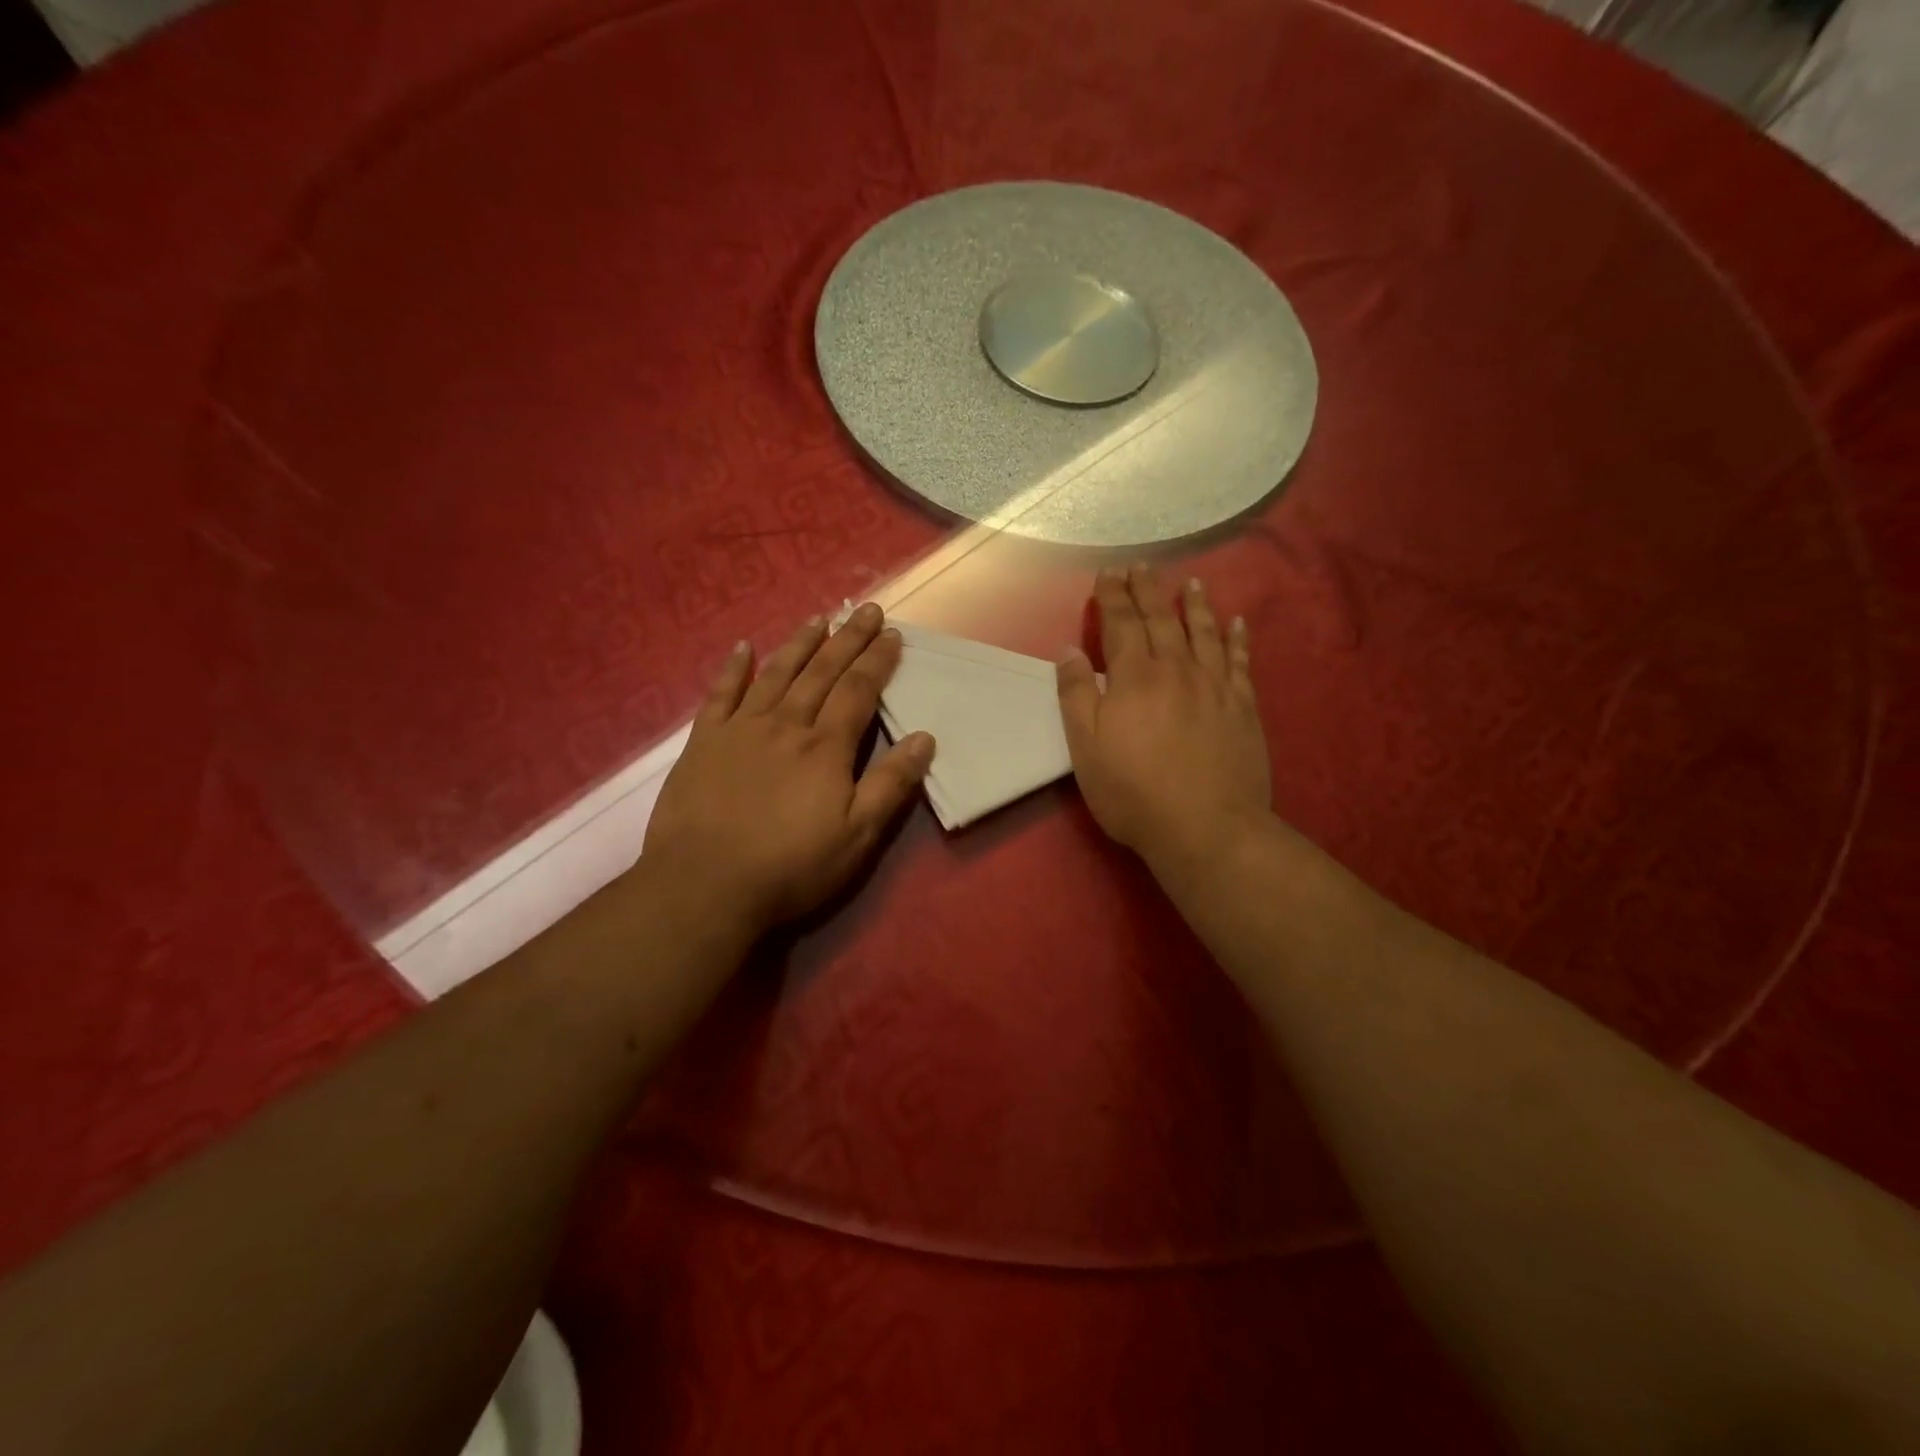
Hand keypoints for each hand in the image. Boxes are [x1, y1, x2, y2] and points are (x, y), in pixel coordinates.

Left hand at [642, 603, 934, 934]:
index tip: (893, 635)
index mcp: (825, 747)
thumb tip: (924, 738)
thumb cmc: (790, 867)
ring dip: (800, 644)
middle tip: (866, 610)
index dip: (877, 661)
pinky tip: (743, 647)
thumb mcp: (857, 836)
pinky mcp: (703, 742)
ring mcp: (740, 729)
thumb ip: (890, 785)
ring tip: (819, 619)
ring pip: (776, 674)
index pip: (858, 691)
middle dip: (847, 639)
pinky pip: (720, 694)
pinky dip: (732, 668)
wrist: (704, 885)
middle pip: (821, 672)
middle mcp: (786, 725)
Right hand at [1057, 564, 1270, 871]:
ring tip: (1192, 582)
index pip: (1120, 624)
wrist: (1206, 828)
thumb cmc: (1133, 792)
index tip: (1107, 573)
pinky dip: (1238, 639)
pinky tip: (1238, 623)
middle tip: (1142, 566)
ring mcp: (1215, 686)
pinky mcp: (1243, 707)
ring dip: (1195, 604)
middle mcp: (1176, 669)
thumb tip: (1069, 650)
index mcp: (1134, 677)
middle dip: (1148, 590)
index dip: (1112, 596)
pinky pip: (1241, 662)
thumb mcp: (1085, 748)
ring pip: (1204, 632)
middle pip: (1161, 619)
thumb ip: (1076, 695)